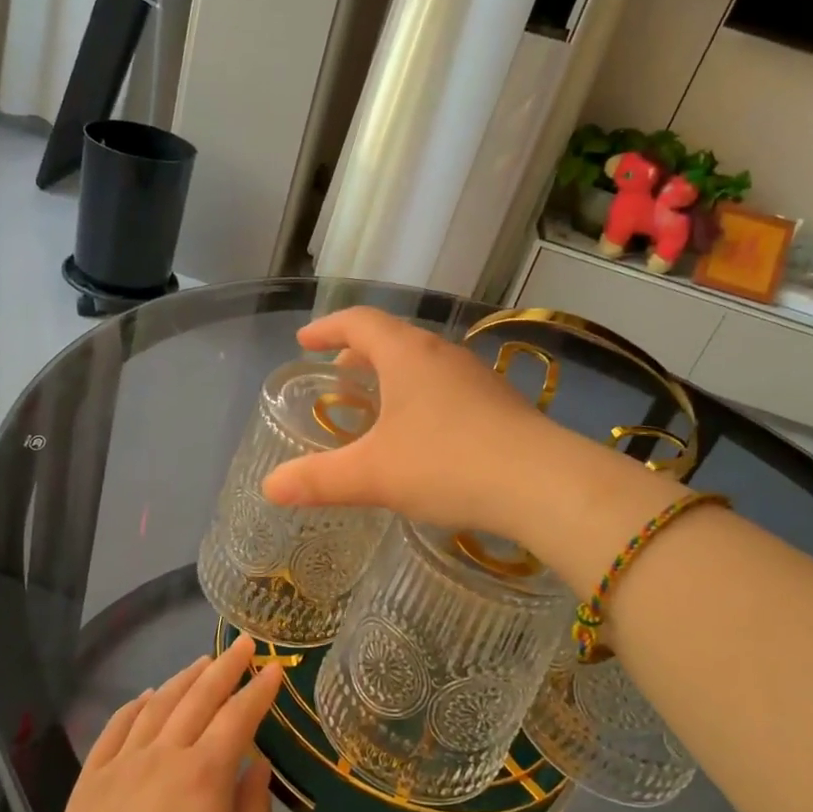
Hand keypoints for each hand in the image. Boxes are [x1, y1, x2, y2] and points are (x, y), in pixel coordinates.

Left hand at [39, 637, 282, 811]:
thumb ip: (253, 809)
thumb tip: (257, 764)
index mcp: (205, 776)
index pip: (239, 716)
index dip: (259, 690)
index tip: (274, 668)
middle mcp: (163, 756)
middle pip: (199, 698)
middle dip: (226, 667)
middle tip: (243, 644)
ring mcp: (121, 765)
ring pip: (158, 705)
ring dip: (184, 679)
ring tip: (201, 663)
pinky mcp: (89, 782)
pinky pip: (115, 728)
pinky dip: (135, 705)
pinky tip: (148, 696)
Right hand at [261, 308, 662, 544]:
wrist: (543, 483)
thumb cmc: (447, 464)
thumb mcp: (373, 475)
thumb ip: (318, 480)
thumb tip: (269, 488)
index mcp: (407, 355)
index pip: (359, 322)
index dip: (328, 328)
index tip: (305, 340)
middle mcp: (443, 355)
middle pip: (393, 339)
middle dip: (360, 353)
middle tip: (339, 374)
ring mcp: (477, 378)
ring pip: (424, 364)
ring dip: (394, 375)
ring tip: (378, 404)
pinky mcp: (500, 404)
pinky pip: (448, 388)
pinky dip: (422, 397)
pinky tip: (424, 434)